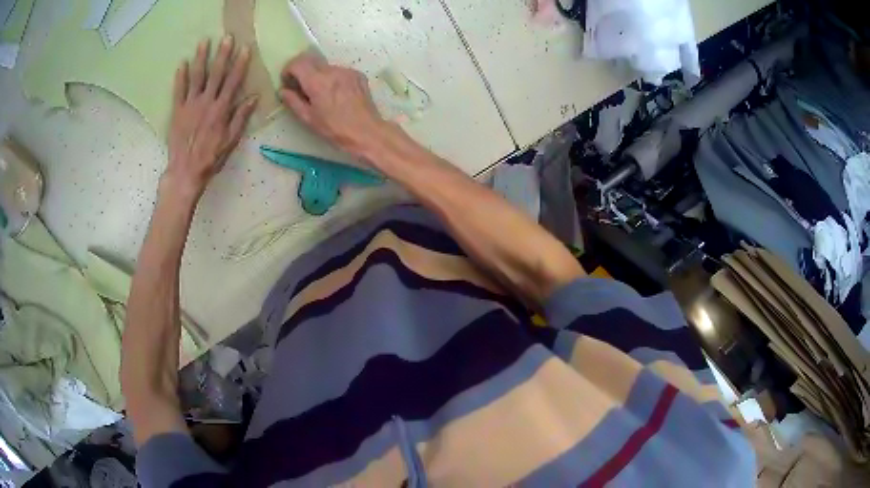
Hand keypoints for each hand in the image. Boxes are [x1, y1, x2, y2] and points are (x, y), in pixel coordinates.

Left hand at [164, 36, 257, 199]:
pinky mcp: (177, 111)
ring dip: (201, 58)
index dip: (240, 64)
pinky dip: (180, 77)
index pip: (233, 81)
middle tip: (226, 37)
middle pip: (216, 74)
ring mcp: (190, 105)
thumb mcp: (231, 141)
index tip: (244, 48)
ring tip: (204, 42)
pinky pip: (178, 91)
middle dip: (222, 54)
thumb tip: (253, 98)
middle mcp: (206, 102)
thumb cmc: (211, 158)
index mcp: (221, 109)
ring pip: (197, 77)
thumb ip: (241, 118)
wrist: (185, 172)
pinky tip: (182, 63)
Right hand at [279, 53, 387, 157]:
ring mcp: (347, 71)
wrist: (366, 132)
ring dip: (317, 75)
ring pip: (325, 66)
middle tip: (300, 87)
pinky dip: (332, 78)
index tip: (287, 82)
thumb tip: (283, 90)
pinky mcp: (357, 74)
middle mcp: (332, 70)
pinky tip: (336, 95)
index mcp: (317, 81)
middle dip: (301, 70)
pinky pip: (339, 71)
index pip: (297, 63)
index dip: (288, 70)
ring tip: (320, 94)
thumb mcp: (308, 118)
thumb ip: (293, 101)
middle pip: (311, 59)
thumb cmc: (334, 129)